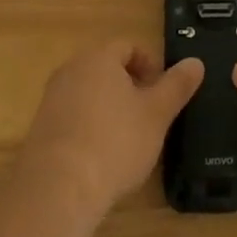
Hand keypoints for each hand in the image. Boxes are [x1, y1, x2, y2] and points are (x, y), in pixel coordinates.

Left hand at [18, 42, 203, 219]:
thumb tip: (196, 62)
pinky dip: (88, 129)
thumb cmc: (114, 142)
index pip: (128, 46)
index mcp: (99, 57)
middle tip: (147, 115)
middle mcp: (71, 70)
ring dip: (108, 109)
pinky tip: (99, 158)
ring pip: (87, 94)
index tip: (162, 92)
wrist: (57, 190)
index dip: (149, 65)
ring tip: (125, 139)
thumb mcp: (156, 114)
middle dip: (129, 87)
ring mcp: (51, 100)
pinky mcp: (39, 131)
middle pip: (105, 68)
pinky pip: (71, 118)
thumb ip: (177, 86)